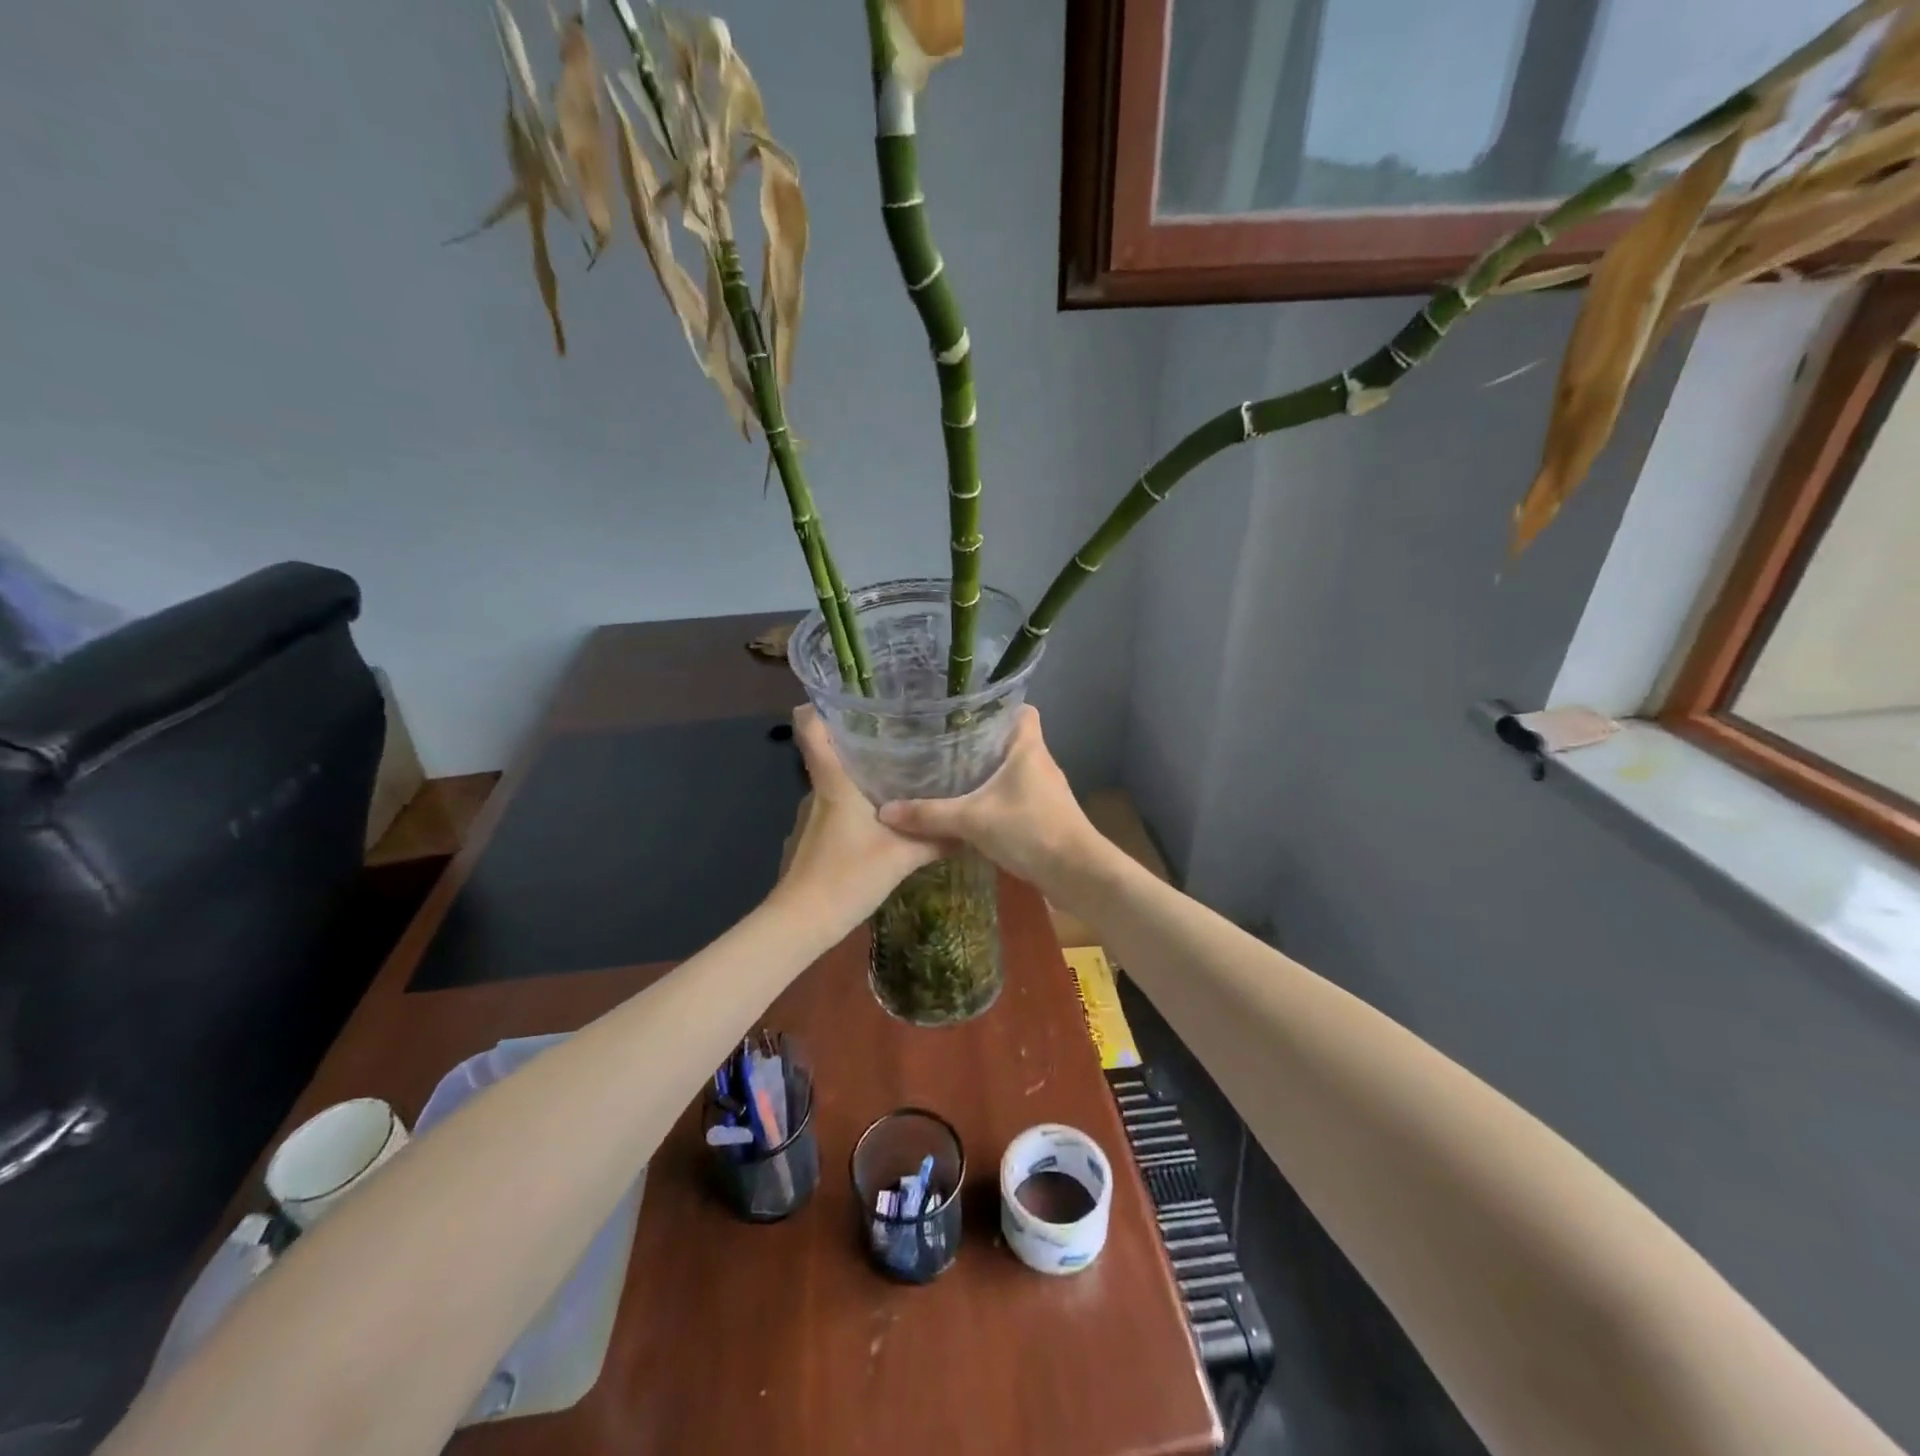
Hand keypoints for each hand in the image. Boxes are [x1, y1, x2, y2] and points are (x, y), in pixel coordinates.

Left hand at [775, 707, 941, 928]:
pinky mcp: (812, 837)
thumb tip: (971, 826)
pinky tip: (883, 815)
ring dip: (860, 774)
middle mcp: (818, 791)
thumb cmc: (847, 876)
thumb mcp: (902, 856)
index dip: (818, 704)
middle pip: (830, 751)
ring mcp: (812, 815)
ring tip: (900, 770)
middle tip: (901, 732)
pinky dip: (856, 804)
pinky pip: (836, 807)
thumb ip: (936, 839)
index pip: (811, 728)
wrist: (802, 921)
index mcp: (834, 782)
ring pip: (836, 782)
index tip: (844, 693)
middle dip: (860, 739)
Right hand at [877, 707, 1110, 899]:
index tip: (965, 711)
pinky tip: (972, 808)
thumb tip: (884, 811)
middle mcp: (1041, 762)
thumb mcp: (972, 820)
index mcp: (1028, 748)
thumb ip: (929, 815)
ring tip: (952, 772)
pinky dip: (996, 798)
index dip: (998, 705)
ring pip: (1013, 770)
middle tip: (944, 742)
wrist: (1077, 873)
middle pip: (1011, 739)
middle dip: (981, 741)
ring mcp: (1046, 790)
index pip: (1021, 710)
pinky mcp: (1046, 815)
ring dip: (988, 772)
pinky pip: (1016, 795)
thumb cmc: (1030, 830)